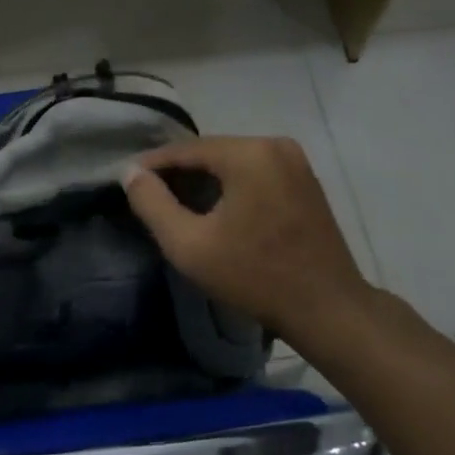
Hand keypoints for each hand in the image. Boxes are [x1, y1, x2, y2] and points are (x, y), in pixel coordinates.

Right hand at [122, 136, 369, 339]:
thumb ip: (153, 204)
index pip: (186, 148)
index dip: (153, 164)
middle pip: (211, 151)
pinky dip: (230, 184)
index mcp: (248, 153)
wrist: (327, 308)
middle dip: (178, 171)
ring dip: (203, 178)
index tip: (127, 180)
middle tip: (148, 194)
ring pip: (232, 161)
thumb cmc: (254, 276)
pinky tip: (213, 208)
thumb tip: (132, 173)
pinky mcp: (305, 180)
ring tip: (175, 202)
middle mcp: (274, 145)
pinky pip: (254, 172)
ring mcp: (295, 161)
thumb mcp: (189, 244)